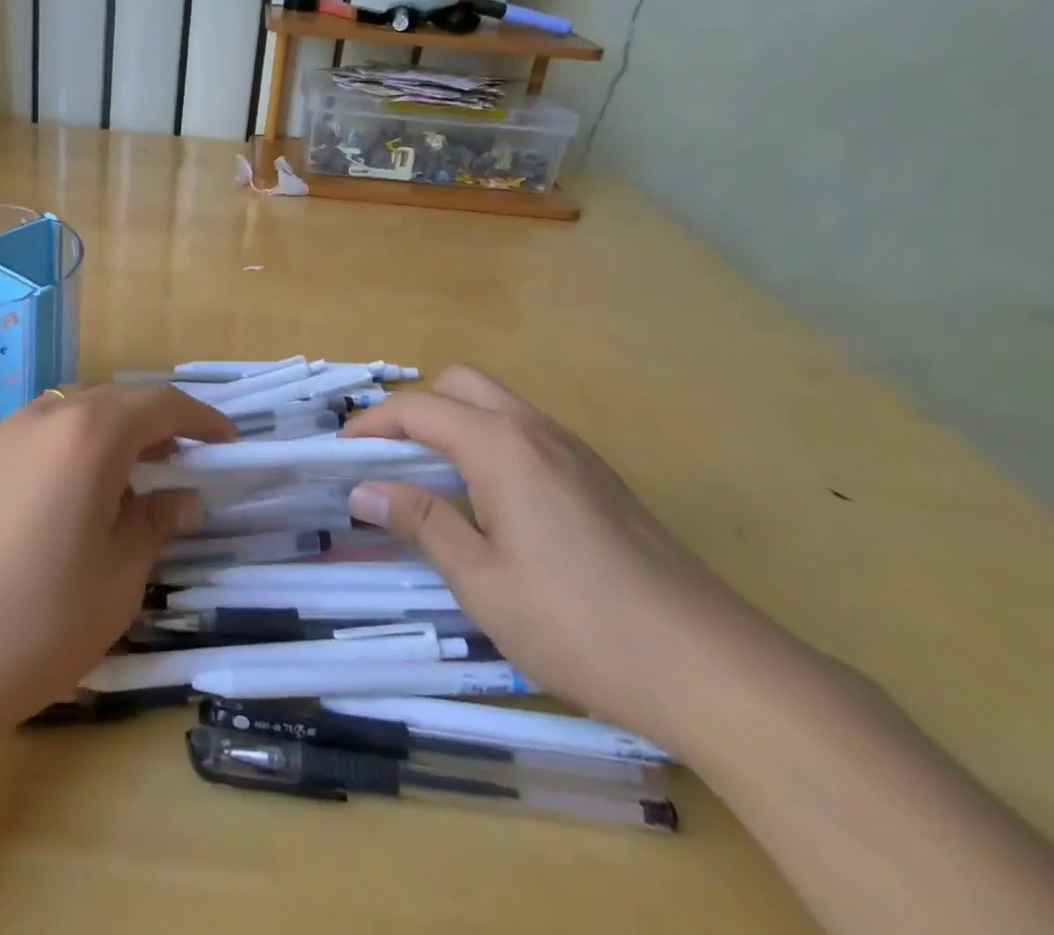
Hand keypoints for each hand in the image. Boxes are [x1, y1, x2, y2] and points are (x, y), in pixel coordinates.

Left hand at [0, 385, 232, 740]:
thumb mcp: (118, 578)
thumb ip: (156, 523)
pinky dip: (72, 449)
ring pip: (76, 415)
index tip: (227, 443)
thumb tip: (182, 498)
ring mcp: (4, 433)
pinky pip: (40, 436)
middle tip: (183, 465)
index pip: (162, 403)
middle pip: (118, 401)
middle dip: (157, 426)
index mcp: (91, 433)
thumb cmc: (36, 622)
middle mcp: (47, 415)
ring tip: (130, 482)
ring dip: (113, 436)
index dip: (202, 419)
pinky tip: (72, 497)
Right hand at [344, 366, 795, 751]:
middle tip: (389, 462)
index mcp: (502, 446)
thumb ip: (421, 523)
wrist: (713, 668)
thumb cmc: (580, 625)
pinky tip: (490, 504)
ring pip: (497, 405)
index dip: (371, 425)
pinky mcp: (599, 477)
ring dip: (453, 425)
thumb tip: (364, 491)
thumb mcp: (482, 582)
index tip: (340, 456)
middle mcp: (537, 430)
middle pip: (460, 384)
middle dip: (414, 410)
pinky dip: (488, 443)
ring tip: (431, 482)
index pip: (419, 409)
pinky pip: (526, 433)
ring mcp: (575, 451)